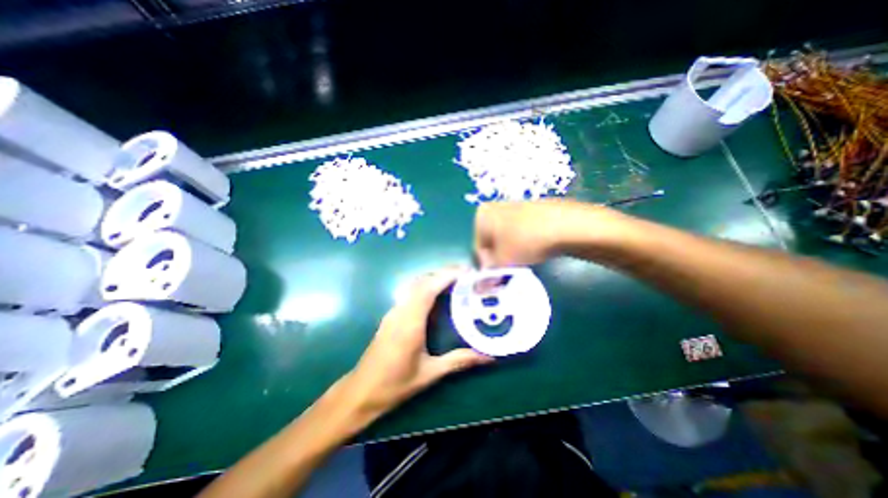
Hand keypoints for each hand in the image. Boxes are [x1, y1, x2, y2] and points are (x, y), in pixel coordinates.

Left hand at [341, 269, 496, 419]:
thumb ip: (458, 361)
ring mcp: (393, 312)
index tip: (465, 271)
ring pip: (414, 285)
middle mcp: (400, 311)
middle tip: (465, 274)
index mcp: (410, 321)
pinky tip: (435, 296)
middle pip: (421, 281)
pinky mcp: (391, 316)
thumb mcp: (430, 374)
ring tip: (454, 281)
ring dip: (433, 278)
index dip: (446, 276)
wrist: (361, 391)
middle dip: (443, 273)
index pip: (428, 288)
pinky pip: (409, 293)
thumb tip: (488, 357)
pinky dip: (425, 287)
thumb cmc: (395, 384)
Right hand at [475, 198, 586, 267]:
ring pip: (504, 238)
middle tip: (508, 271)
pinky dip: (521, 244)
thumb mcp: (503, 261)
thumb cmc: (525, 241)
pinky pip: (519, 232)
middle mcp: (494, 208)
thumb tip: (479, 286)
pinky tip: (533, 251)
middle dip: (497, 259)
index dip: (485, 266)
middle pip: (490, 242)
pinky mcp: (530, 211)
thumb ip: (487, 274)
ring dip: (509, 253)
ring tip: (522, 262)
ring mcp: (513, 207)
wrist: (566, 224)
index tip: (495, 277)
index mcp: (481, 215)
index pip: (476, 248)